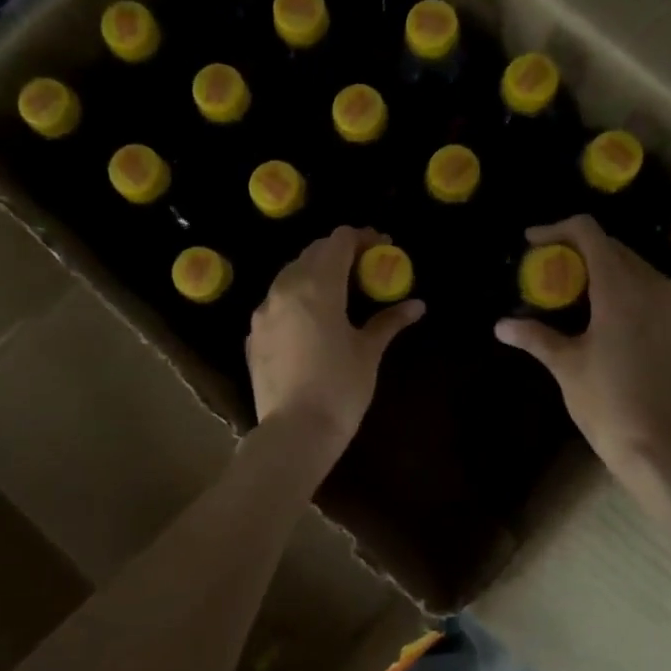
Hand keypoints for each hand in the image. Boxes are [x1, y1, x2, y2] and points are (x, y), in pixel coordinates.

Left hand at [249, 226, 424, 456]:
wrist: (294, 432)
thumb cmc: (340, 388)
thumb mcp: (368, 352)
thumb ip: (389, 321)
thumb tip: (417, 305)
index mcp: (317, 286)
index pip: (338, 240)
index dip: (362, 238)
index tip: (382, 248)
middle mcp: (285, 289)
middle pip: (313, 253)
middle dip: (340, 253)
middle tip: (365, 268)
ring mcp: (263, 311)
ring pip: (290, 275)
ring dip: (316, 273)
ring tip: (340, 291)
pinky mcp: (254, 334)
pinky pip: (276, 303)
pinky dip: (297, 299)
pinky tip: (312, 321)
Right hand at [494, 216, 670, 488]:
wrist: (664, 449)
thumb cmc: (608, 404)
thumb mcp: (566, 367)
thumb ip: (536, 336)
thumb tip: (502, 325)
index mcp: (621, 288)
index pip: (589, 233)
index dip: (557, 230)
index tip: (533, 242)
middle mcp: (656, 286)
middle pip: (615, 249)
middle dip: (581, 253)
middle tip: (553, 273)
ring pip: (641, 272)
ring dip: (610, 274)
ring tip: (585, 299)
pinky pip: (661, 298)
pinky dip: (636, 298)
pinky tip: (621, 325)